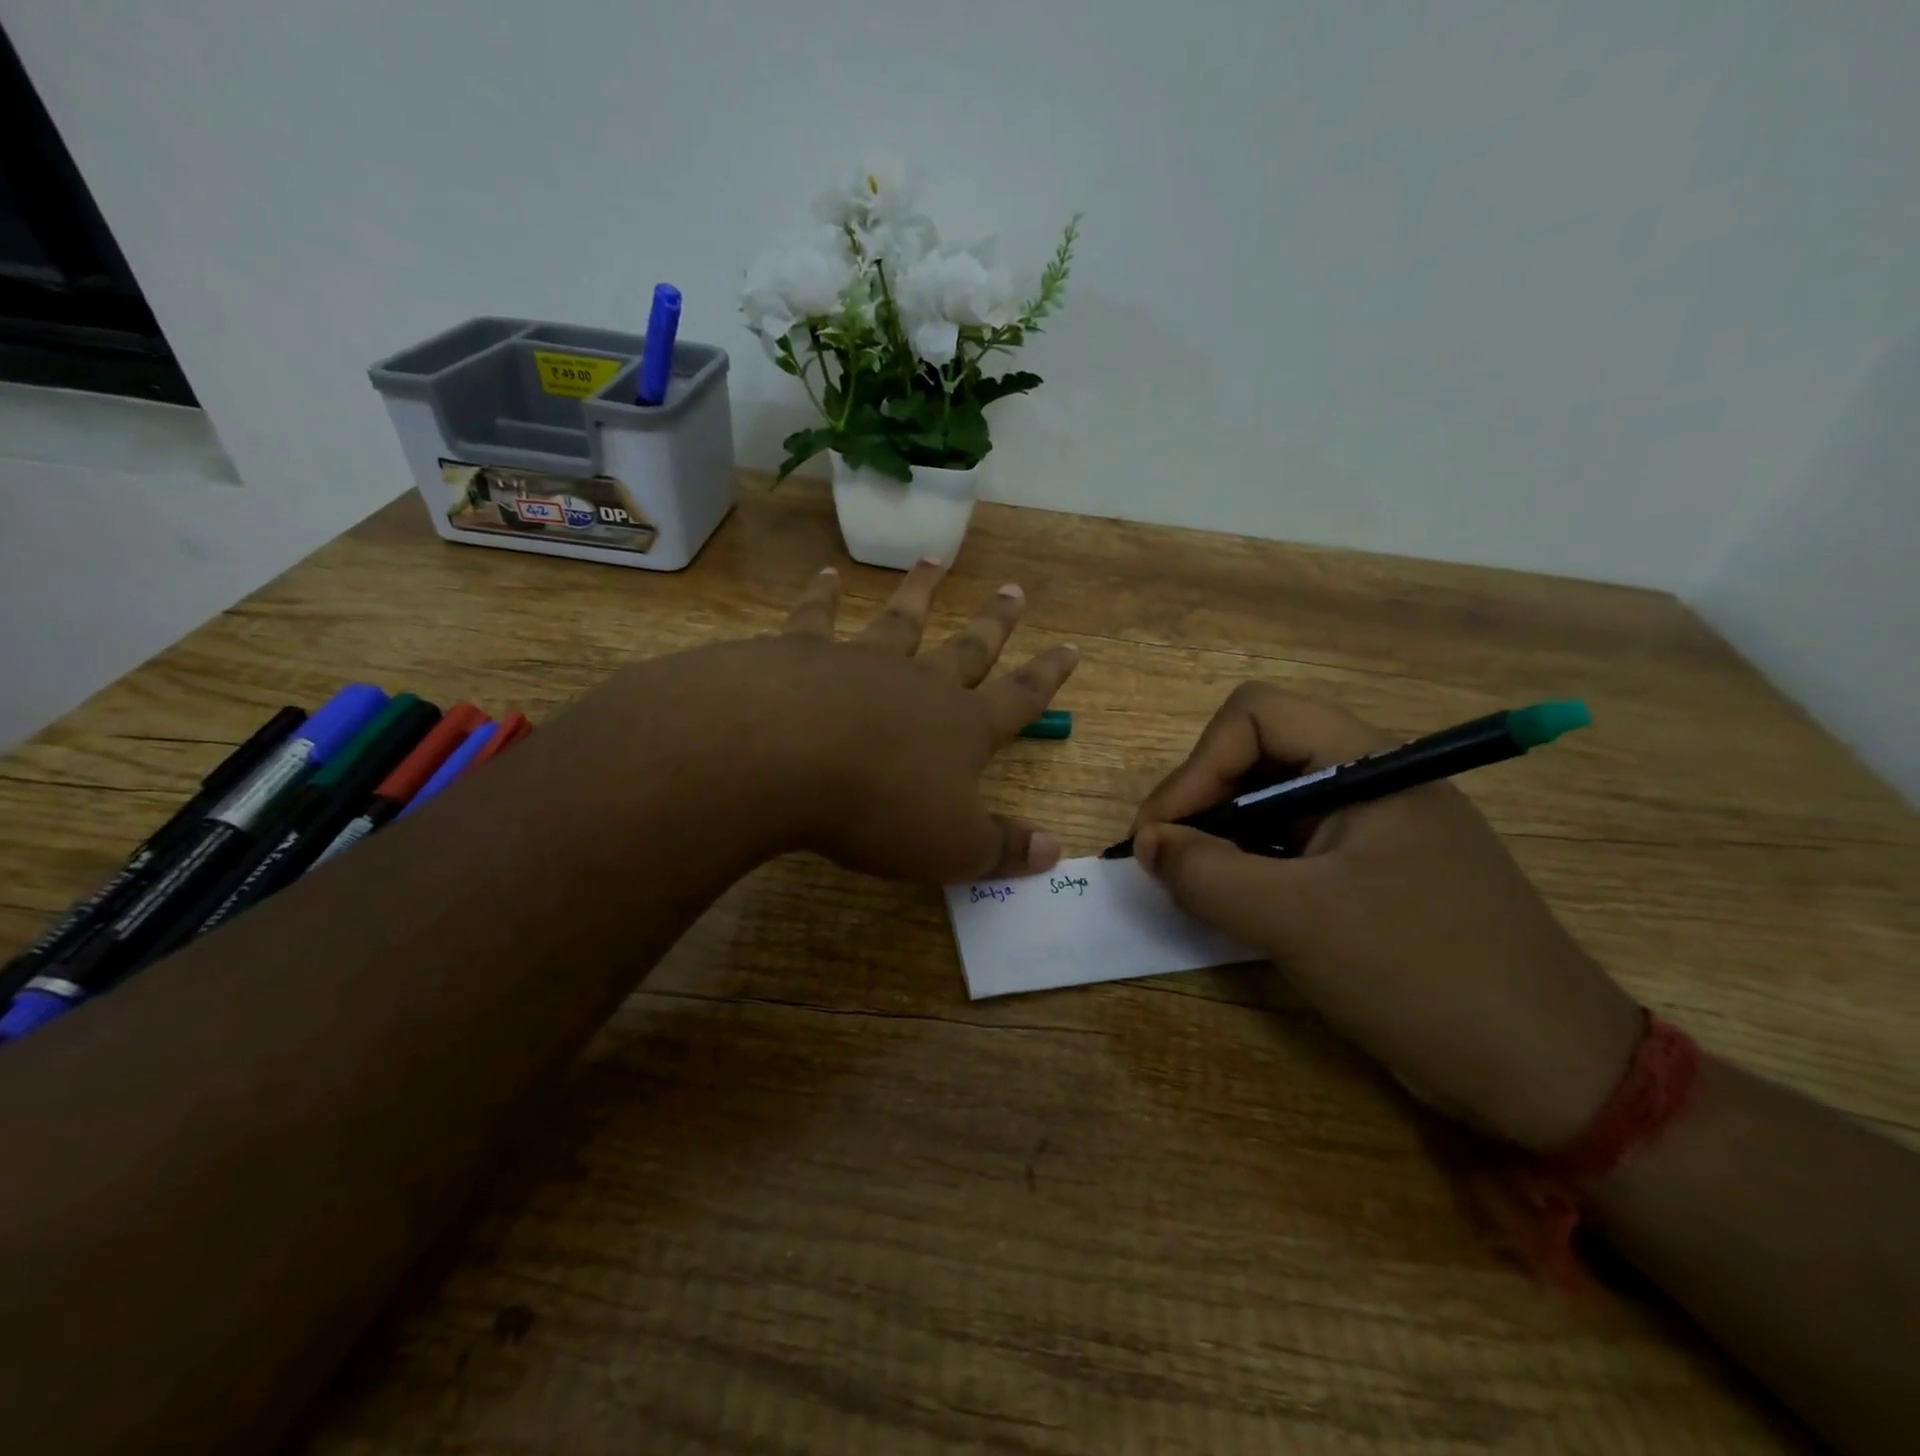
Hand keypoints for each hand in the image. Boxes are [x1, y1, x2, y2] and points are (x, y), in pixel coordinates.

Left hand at [578, 560, 1079, 884]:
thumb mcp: (952, 846)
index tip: (1070, 647)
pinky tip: (827, 575)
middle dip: (994, 622)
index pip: (1019, 698)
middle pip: (967, 647)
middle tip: (1013, 589)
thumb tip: (1056, 849)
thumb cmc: (879, 807)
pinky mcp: (802, 653)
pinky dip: (823, 595)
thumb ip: (1003, 848)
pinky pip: (817, 617)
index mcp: (962, 727)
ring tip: (934, 560)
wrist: (784, 757)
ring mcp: (861, 661)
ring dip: (920, 591)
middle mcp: (919, 684)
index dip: (1047, 676)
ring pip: (900, 619)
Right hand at [1132, 684, 1643, 1150]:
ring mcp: (1372, 828)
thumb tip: (1147, 844)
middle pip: (1257, 755)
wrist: (1548, 1073)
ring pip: (1269, 803)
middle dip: (1202, 802)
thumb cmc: (1422, 974)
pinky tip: (1237, 906)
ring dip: (1221, 838)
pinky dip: (1249, 868)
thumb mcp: (1297, 921)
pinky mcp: (1370, 872)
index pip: (1255, 717)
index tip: (1160, 834)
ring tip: (1195, 887)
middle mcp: (1370, 781)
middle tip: (1167, 861)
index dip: (1196, 766)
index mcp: (1368, 765)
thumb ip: (1207, 873)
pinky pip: (1290, 847)